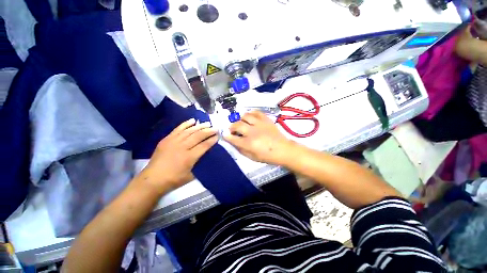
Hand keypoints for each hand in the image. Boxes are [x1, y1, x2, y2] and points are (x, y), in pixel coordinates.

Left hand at [140, 119, 217, 193]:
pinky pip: (178, 129)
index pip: (204, 145)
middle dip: (208, 131)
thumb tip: (207, 155)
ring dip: (200, 126)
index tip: (218, 136)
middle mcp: (182, 147)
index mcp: (189, 157)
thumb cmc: (174, 179)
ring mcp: (173, 141)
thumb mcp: (191, 175)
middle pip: (198, 136)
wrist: (153, 179)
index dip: (212, 140)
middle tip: (216, 128)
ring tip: (207, 123)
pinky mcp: (167, 139)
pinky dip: (186, 124)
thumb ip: (200, 164)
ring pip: (189, 131)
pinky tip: (192, 120)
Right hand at [224, 111, 296, 165]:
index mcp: (249, 144)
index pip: (233, 138)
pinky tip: (250, 117)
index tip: (225, 135)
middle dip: (232, 127)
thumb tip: (233, 142)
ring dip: (241, 119)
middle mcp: (252, 132)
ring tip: (242, 123)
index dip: (227, 136)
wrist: (283, 150)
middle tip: (233, 129)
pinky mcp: (266, 120)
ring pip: (245, 116)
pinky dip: (251, 113)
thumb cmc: (267, 156)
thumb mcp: (252, 157)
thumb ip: (241, 150)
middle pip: (237, 125)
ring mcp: (260, 124)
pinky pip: (256, 112)